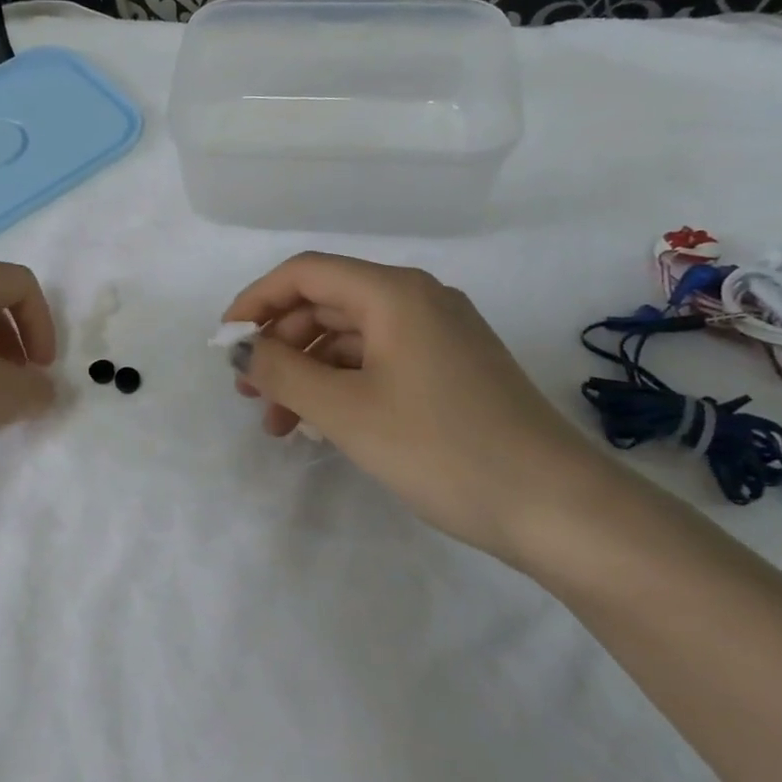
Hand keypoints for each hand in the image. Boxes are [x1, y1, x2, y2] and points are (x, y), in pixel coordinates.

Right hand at [223, 252, 621, 562]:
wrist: (557, 508)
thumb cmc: (442, 448)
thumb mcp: (346, 411)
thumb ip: (283, 372)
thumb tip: (244, 348)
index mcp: (394, 293)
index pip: (305, 273)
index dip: (255, 301)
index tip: (225, 344)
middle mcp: (419, 300)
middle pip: (327, 304)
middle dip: (281, 345)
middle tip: (250, 394)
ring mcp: (441, 334)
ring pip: (352, 338)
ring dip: (309, 373)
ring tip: (281, 425)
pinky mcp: (453, 369)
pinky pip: (380, 361)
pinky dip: (344, 385)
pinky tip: (326, 425)